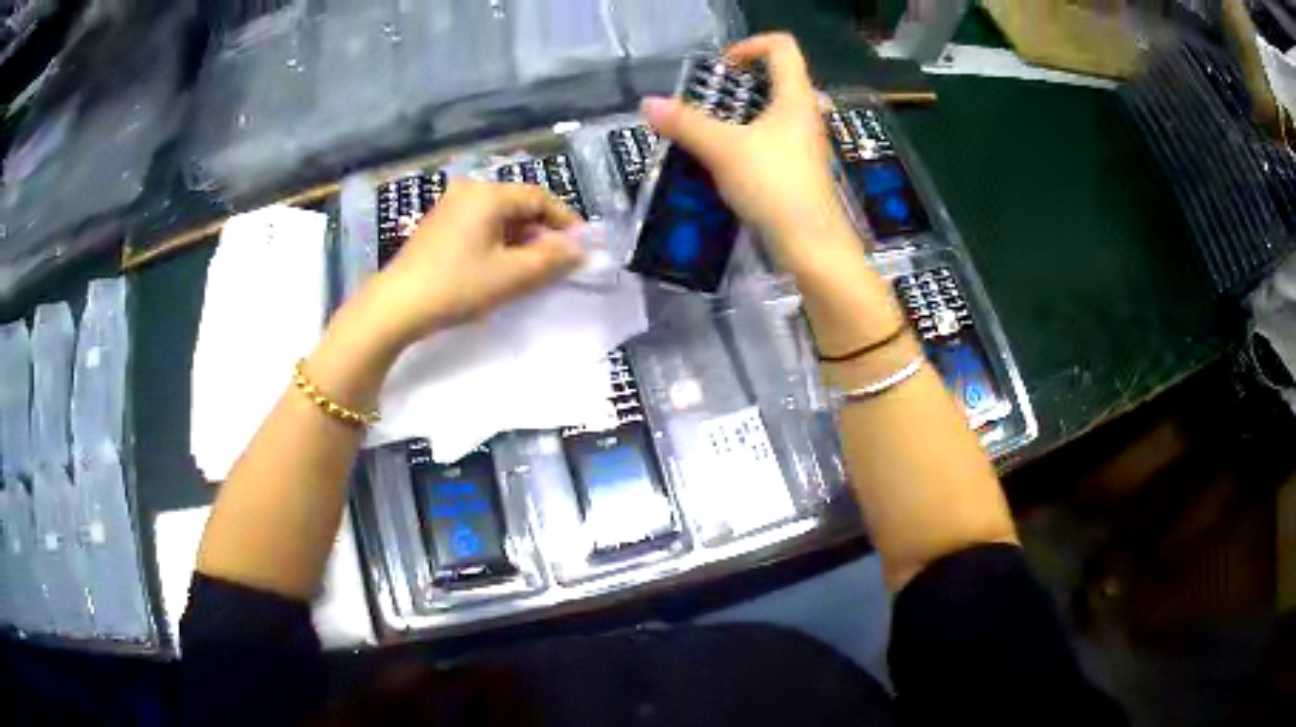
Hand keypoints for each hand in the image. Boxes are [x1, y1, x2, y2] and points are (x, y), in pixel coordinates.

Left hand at [361, 181, 582, 348]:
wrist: (396, 305)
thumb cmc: (457, 286)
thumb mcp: (511, 275)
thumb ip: (551, 259)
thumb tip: (581, 250)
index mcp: (488, 194)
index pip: (539, 198)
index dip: (565, 221)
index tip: (581, 247)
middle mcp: (469, 191)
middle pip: (518, 205)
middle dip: (542, 232)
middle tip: (557, 262)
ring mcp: (450, 206)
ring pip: (499, 217)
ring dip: (520, 239)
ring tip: (530, 270)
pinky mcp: (438, 225)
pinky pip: (479, 225)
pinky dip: (497, 241)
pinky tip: (499, 267)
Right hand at [641, 33, 850, 273]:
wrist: (811, 245)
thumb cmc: (775, 185)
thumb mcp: (723, 150)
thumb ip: (686, 124)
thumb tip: (648, 104)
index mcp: (795, 97)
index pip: (781, 47)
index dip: (749, 45)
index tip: (721, 69)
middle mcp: (805, 115)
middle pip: (775, 78)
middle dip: (738, 84)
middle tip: (707, 102)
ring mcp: (805, 144)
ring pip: (771, 113)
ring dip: (739, 116)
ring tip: (707, 132)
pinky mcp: (799, 169)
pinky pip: (770, 141)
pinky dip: (746, 141)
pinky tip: (722, 162)